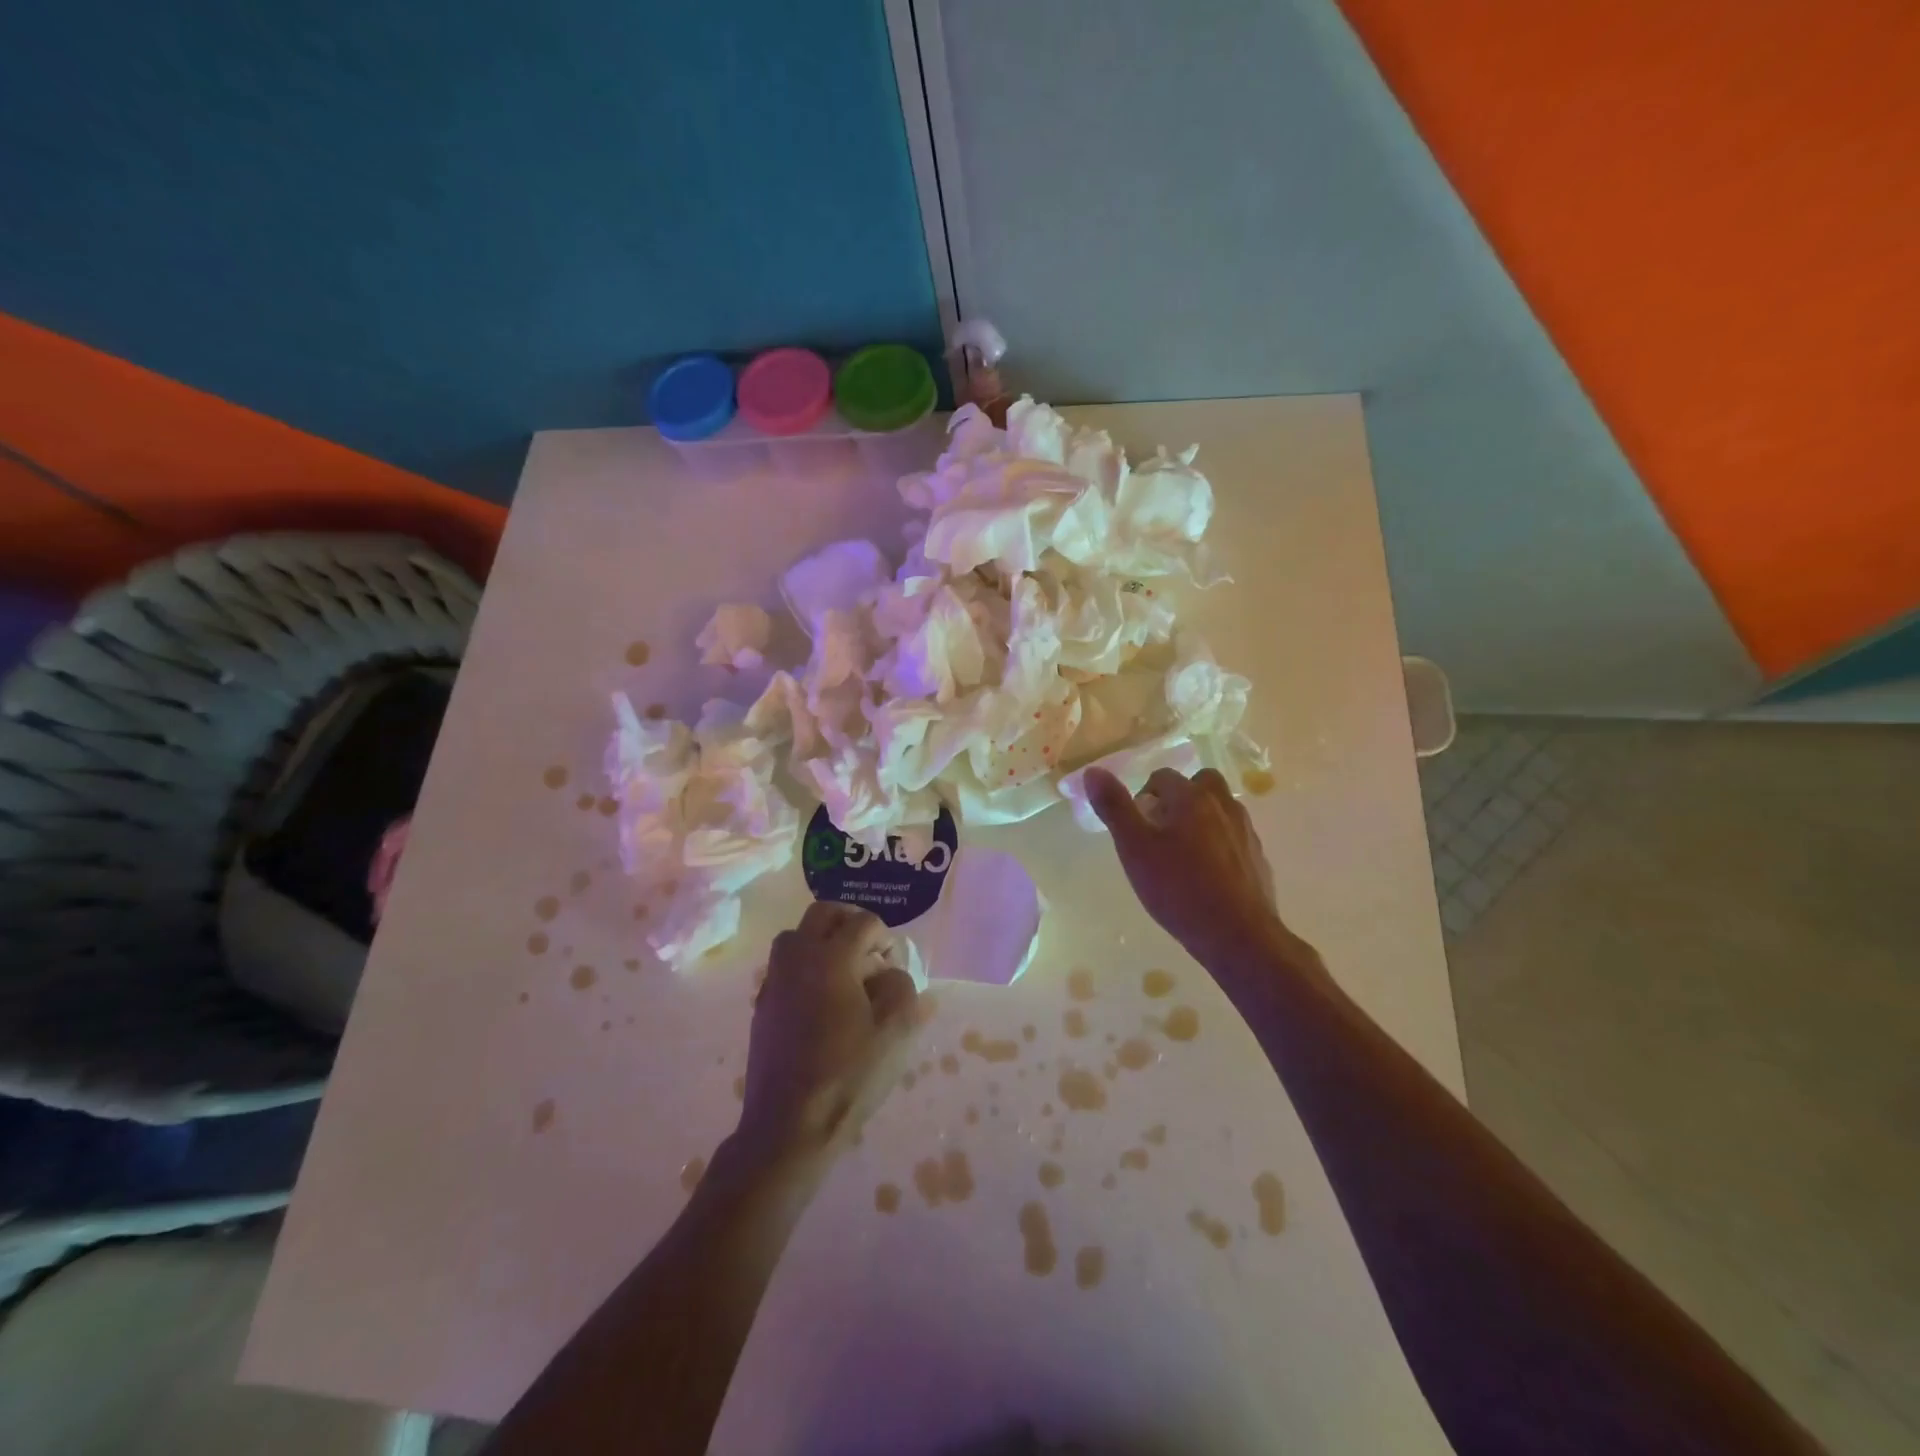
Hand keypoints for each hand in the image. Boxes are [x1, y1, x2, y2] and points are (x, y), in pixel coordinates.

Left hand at [737, 902, 922, 1165]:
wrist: (788, 1125)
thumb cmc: (847, 1074)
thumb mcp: (895, 1032)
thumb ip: (904, 990)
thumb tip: (894, 974)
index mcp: (831, 957)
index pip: (863, 922)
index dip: (885, 936)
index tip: (894, 963)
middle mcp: (798, 958)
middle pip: (822, 914)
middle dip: (850, 923)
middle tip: (869, 950)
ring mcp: (774, 980)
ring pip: (796, 936)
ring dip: (822, 941)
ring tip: (844, 973)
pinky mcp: (762, 1005)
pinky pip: (784, 966)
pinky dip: (804, 966)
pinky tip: (821, 1001)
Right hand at [1086, 766, 1309, 972]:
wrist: (1237, 935)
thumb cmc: (1178, 888)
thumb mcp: (1134, 848)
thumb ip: (1114, 807)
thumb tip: (1094, 772)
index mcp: (1192, 798)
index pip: (1163, 777)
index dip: (1145, 796)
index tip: (1136, 826)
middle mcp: (1223, 806)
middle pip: (1201, 784)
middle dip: (1180, 798)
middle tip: (1161, 831)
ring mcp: (1245, 832)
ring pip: (1221, 810)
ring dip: (1202, 819)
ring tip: (1182, 853)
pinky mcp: (1258, 859)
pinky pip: (1234, 838)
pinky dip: (1220, 844)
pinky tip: (1207, 876)